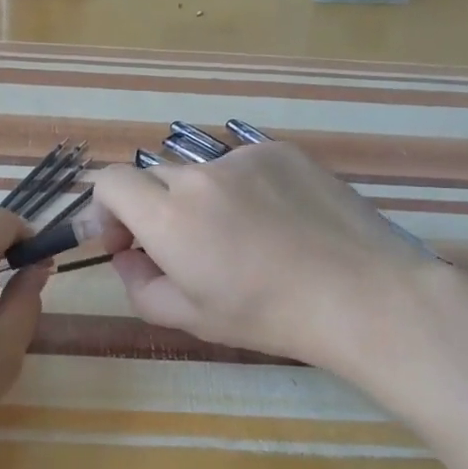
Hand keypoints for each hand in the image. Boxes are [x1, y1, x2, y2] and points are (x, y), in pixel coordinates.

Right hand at [90, 143, 436, 371]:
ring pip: (201, 174)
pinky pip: (242, 166)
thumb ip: (139, 285)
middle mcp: (199, 176)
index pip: (109, 182)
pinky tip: (278, 222)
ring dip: (202, 201)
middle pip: (154, 179)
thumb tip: (127, 256)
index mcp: (169, 218)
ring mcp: (243, 157)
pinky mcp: (281, 150)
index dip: (106, 210)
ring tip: (245, 239)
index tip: (127, 241)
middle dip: (154, 211)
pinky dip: (243, 189)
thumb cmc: (270, 316)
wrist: (361, 294)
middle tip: (186, 250)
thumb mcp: (191, 318)